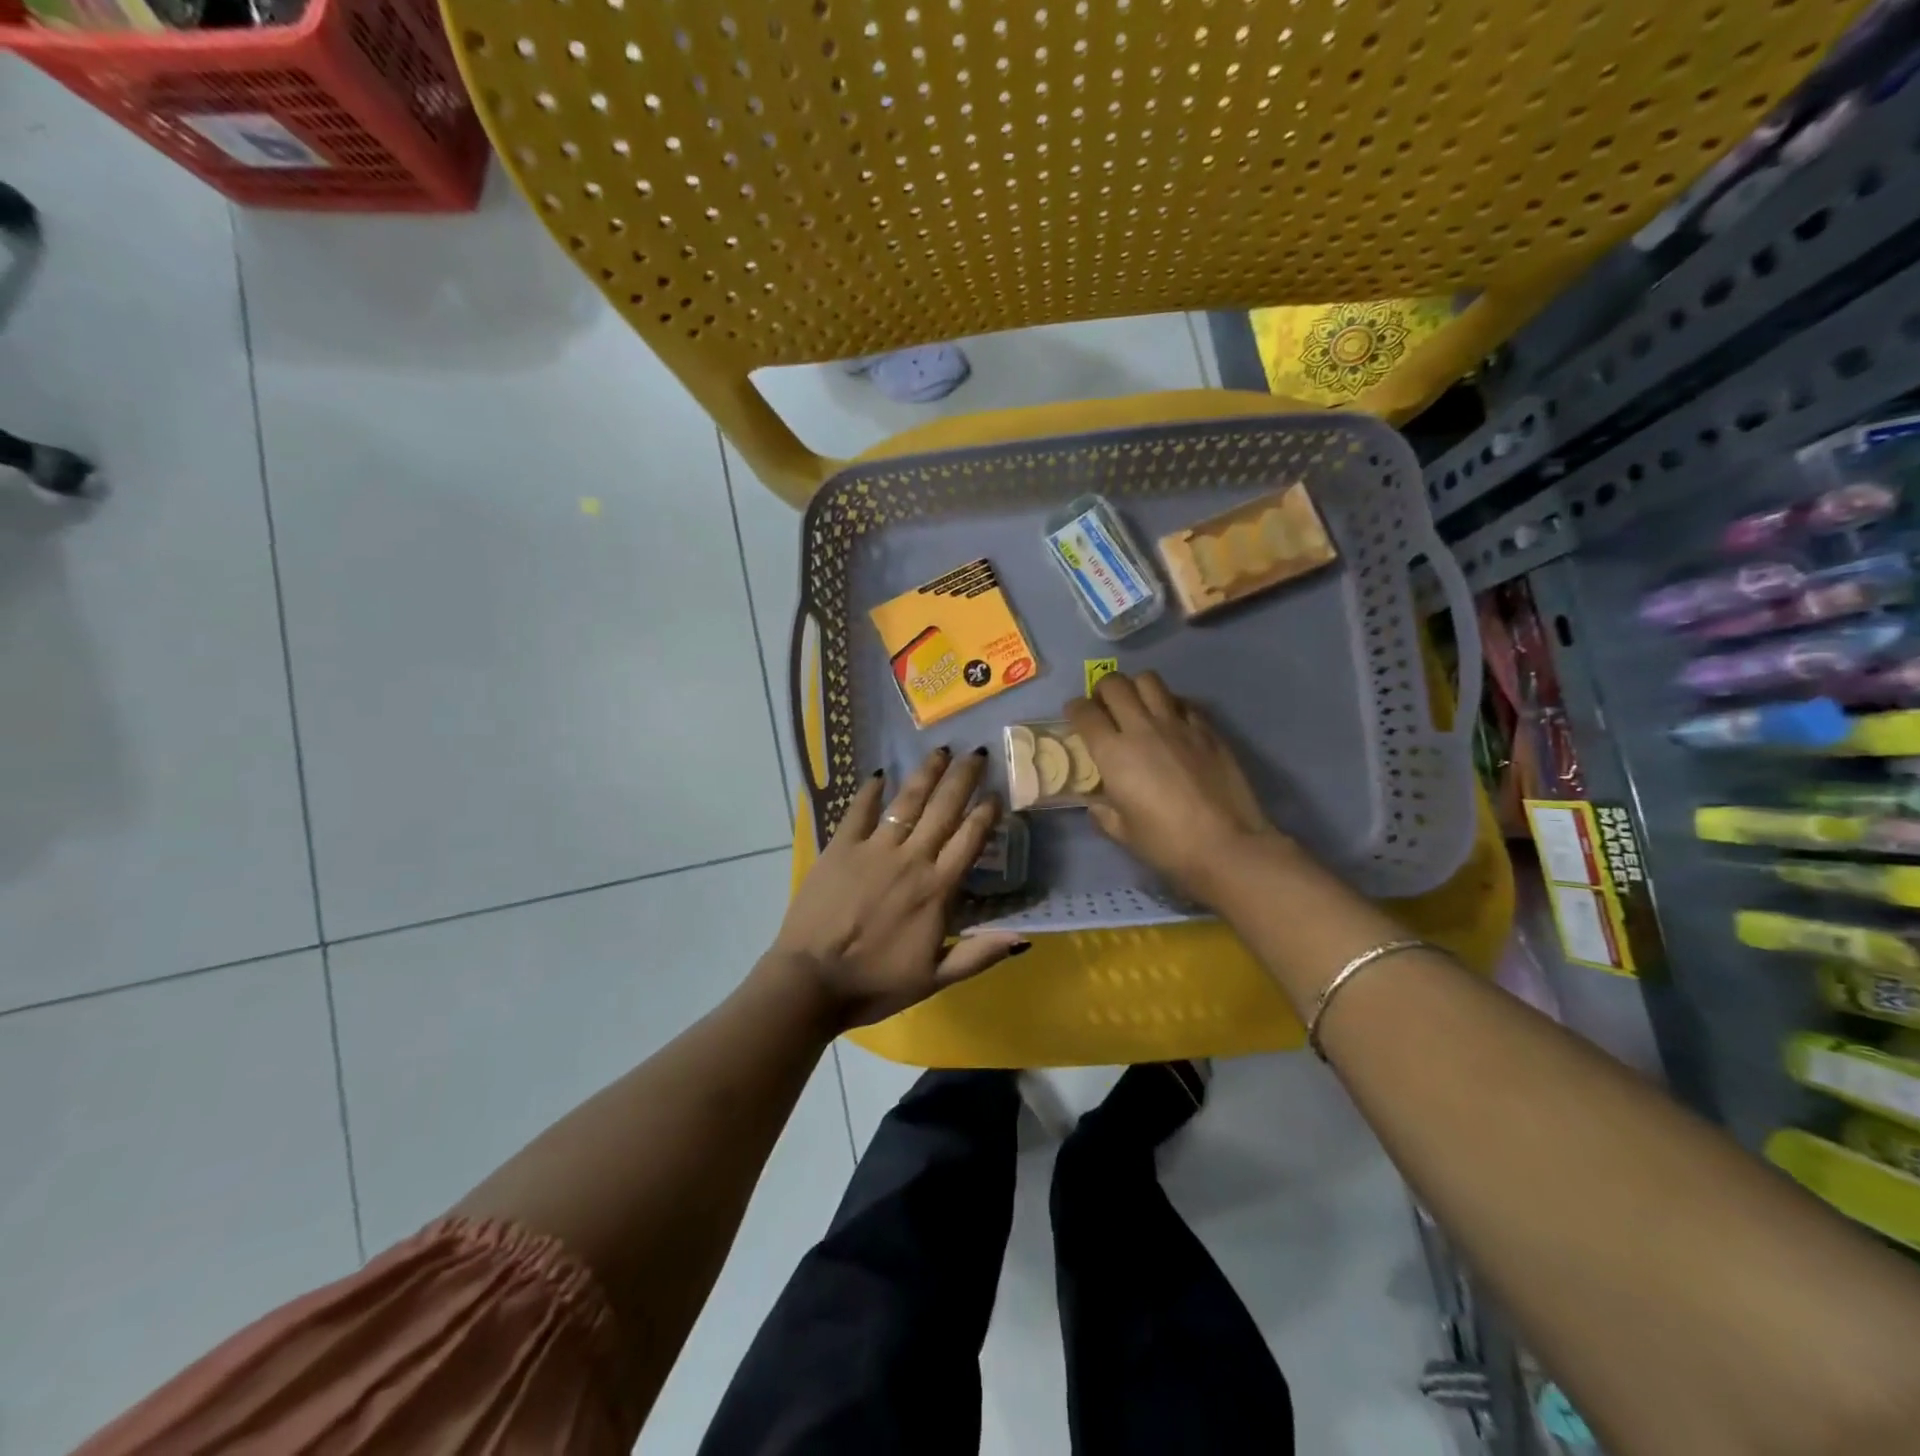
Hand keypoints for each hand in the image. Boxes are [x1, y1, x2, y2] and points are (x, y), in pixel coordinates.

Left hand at [770, 747, 1028, 1029]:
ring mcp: (874, 849)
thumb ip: (979, 955)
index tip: (996, 793)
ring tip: (941, 751)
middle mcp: (911, 859)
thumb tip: (1023, 937)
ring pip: (907, 801)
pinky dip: (871, 791)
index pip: (970, 840)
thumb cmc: (875, 984)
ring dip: (926, 774)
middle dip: (963, 778)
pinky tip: (880, 773)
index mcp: (937, 890)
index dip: (985, 813)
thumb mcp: (935, 979)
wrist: (811, 982)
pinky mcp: (840, 847)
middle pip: (944, 810)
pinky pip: (859, 811)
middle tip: (977, 753)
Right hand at [1066, 671, 1286, 903]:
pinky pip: (1182, 702)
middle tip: (1104, 706)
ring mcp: (1177, 724)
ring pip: (1149, 681)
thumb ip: (1104, 813)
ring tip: (1137, 705)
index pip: (1084, 712)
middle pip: (1115, 684)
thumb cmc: (1167, 843)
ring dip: (1136, 688)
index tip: (1075, 715)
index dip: (1075, 709)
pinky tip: (1172, 722)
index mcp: (1113, 753)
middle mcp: (1142, 728)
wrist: (1226, 844)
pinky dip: (1170, 704)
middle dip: (1102, 689)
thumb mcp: (1123, 833)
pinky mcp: (1207, 729)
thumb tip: (1098, 804)